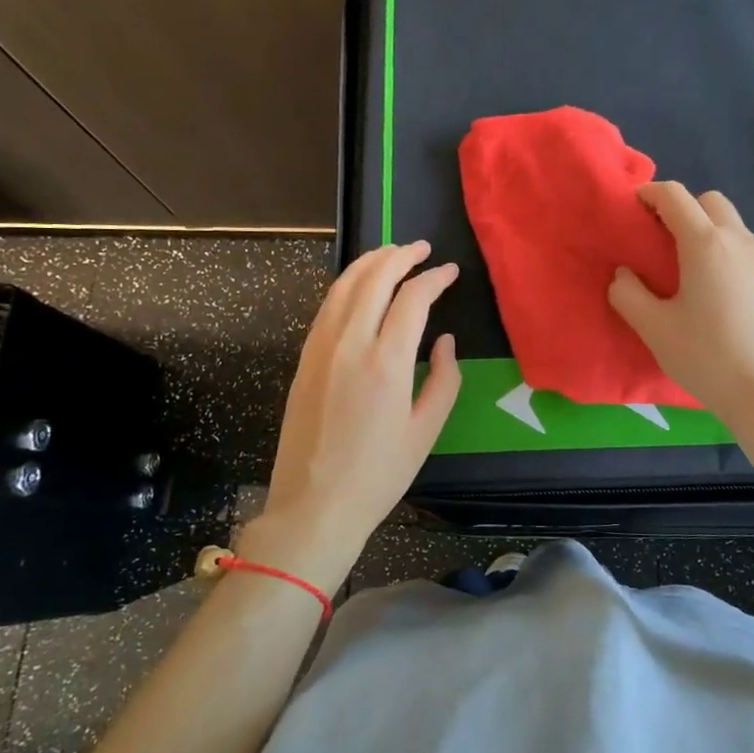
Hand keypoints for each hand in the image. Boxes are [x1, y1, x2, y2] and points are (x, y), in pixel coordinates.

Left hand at [249, 241, 461, 592]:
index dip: (434, 278)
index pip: (411, 298)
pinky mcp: (303, 359)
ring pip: (343, 286)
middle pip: (373, 279)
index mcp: (386, 362)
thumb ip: (444, 379)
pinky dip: (346, 285)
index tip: (450, 271)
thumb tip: (444, 341)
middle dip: (399, 255)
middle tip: (421, 247)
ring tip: (391, 253)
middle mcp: (349, 344)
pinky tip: (359, 286)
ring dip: (369, 263)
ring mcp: (319, 349)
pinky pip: (326, 307)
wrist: (314, 505)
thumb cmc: (379, 474)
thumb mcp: (426, 430)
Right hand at [608, 182, 753, 458]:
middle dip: (683, 208)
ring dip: (707, 230)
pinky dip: (725, 252)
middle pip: (710, 201)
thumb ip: (628, 294)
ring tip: (687, 267)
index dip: (650, 194)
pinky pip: (746, 250)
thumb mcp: (653, 328)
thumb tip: (624, 275)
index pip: (675, 196)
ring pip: (732, 225)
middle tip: (660, 239)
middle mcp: (739, 241)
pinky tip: (715, 291)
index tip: (633, 209)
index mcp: (706, 244)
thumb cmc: (706, 357)